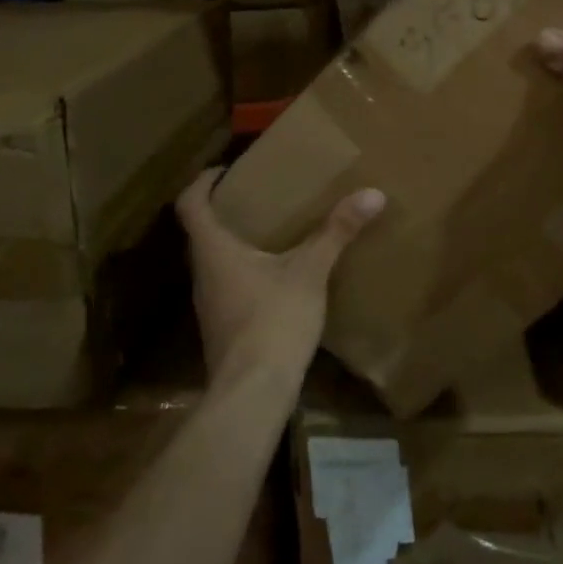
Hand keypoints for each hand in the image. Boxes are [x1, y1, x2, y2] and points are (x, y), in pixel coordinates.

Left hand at [175, 169, 385, 383]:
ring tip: (272, 231)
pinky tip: (277, 276)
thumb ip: (337, 231)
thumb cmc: (273, 320)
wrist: (253, 393)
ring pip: (216, 260)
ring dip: (236, 242)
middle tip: (259, 196)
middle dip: (226, 210)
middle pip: (202, 232)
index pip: (190, 204)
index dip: (202, 182)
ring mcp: (210, 304)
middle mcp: (203, 273)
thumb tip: (372, 193)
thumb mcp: (309, 271)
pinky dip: (246, 270)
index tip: (225, 170)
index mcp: (213, 250)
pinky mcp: (223, 328)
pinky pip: (229, 285)